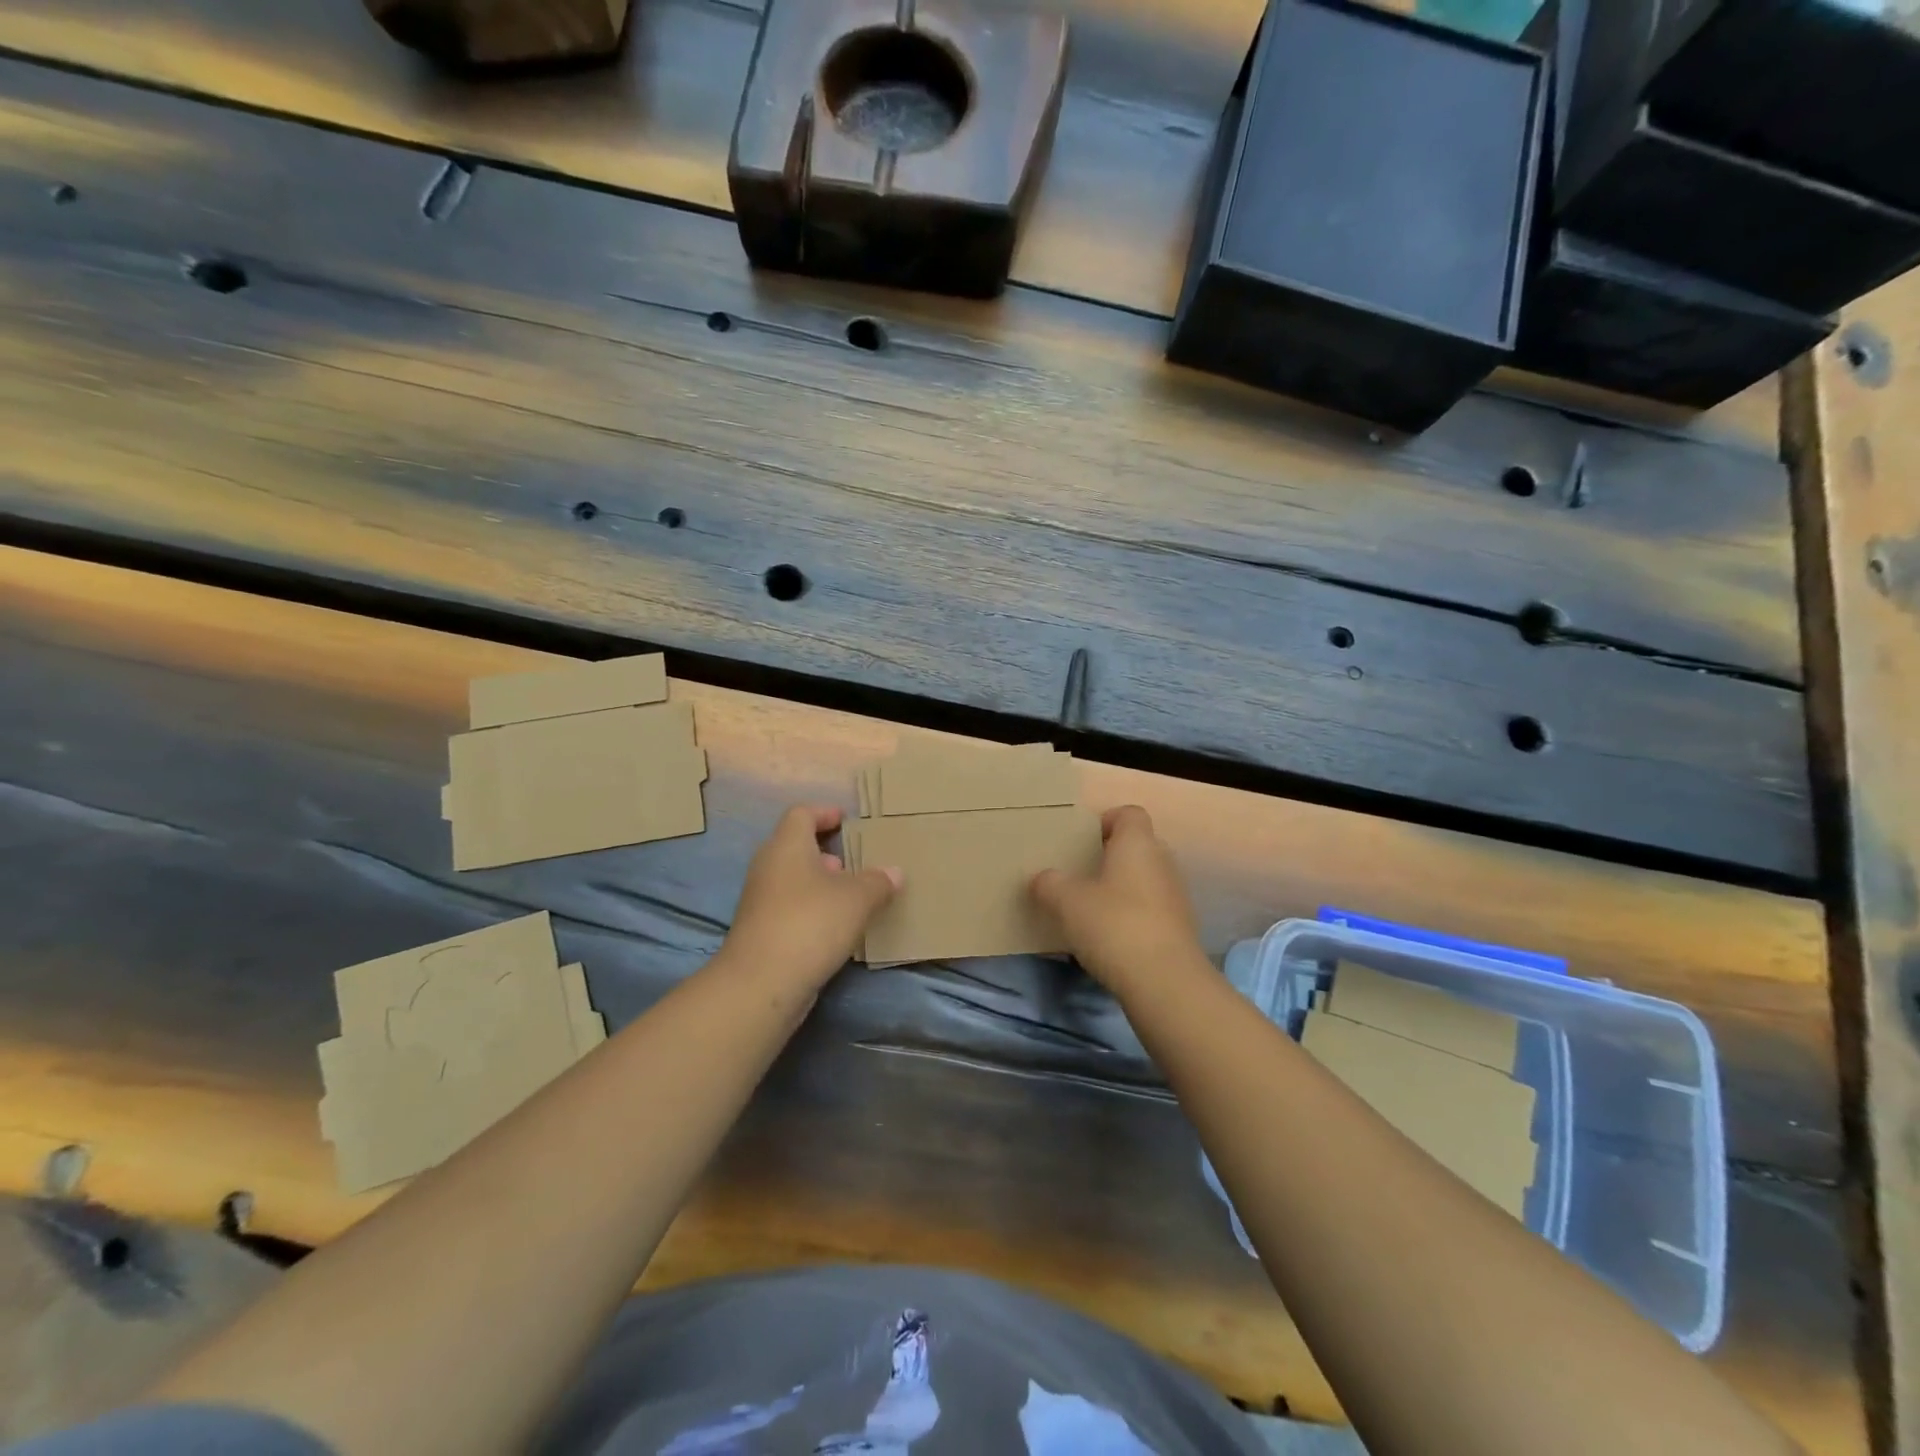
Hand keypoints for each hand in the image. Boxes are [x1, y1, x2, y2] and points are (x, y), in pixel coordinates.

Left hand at [721, 804, 900, 990]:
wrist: (761, 984)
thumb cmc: (811, 923)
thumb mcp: (857, 899)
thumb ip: (878, 882)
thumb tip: (894, 872)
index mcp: (787, 846)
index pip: (802, 814)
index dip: (825, 813)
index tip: (847, 820)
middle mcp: (769, 866)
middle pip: (797, 846)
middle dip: (828, 852)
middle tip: (857, 861)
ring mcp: (761, 900)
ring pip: (794, 880)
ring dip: (821, 884)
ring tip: (853, 896)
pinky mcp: (761, 930)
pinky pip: (791, 907)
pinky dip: (813, 909)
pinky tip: (837, 928)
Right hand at [1032, 805, 1205, 994]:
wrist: (1164, 981)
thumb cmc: (1113, 925)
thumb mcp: (1067, 902)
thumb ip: (1050, 884)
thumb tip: (1042, 878)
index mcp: (1137, 843)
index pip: (1129, 813)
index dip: (1106, 821)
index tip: (1082, 841)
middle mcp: (1162, 861)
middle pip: (1137, 846)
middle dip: (1110, 857)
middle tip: (1080, 874)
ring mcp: (1175, 895)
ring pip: (1144, 879)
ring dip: (1121, 889)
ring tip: (1090, 908)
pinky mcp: (1180, 928)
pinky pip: (1151, 909)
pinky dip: (1132, 916)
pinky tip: (1109, 937)